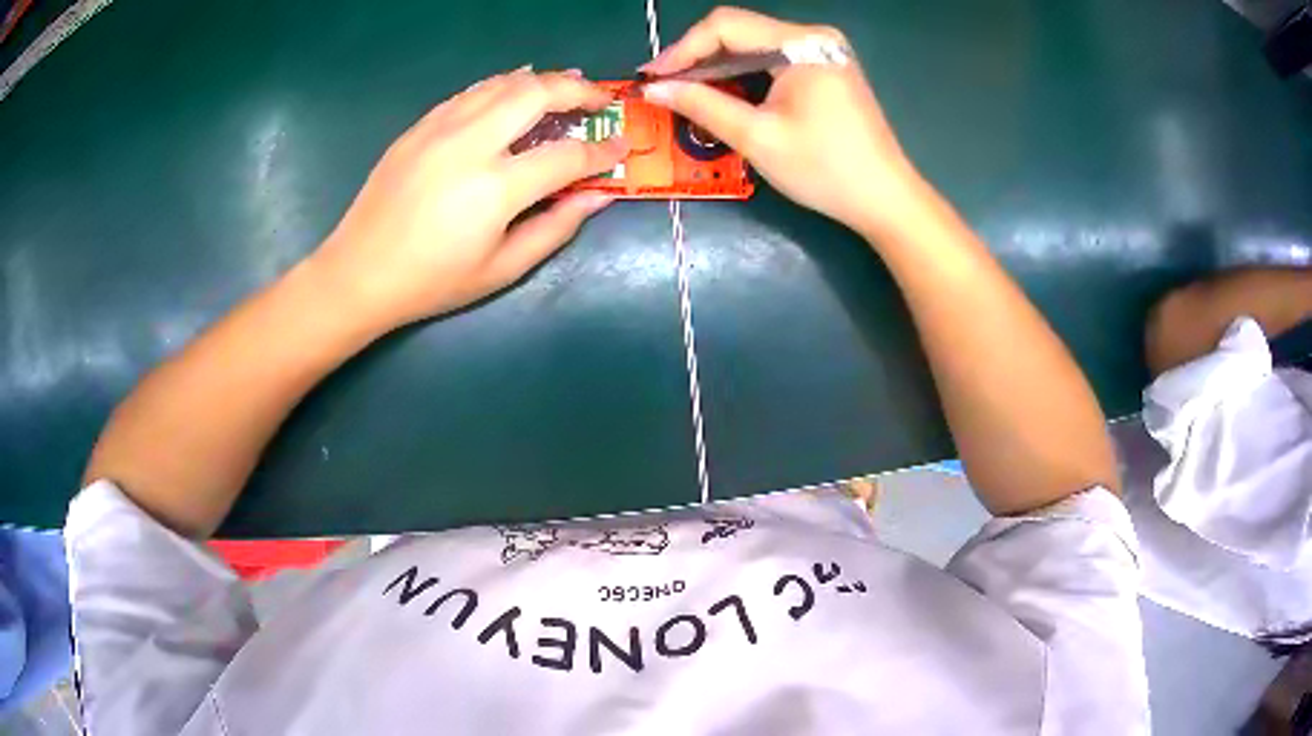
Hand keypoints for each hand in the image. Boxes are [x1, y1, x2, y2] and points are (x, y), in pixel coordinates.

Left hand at [307, 69, 629, 333]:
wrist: (359, 272)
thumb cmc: (432, 281)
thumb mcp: (502, 269)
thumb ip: (556, 227)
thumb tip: (599, 195)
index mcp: (495, 187)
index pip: (567, 155)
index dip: (603, 150)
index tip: (622, 146)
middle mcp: (470, 144)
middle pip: (538, 93)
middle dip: (580, 90)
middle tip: (602, 100)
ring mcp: (440, 128)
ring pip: (504, 82)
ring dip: (544, 80)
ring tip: (568, 86)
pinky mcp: (420, 126)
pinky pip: (471, 91)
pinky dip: (503, 85)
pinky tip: (516, 88)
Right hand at [641, 7, 920, 235]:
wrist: (885, 199)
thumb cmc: (825, 169)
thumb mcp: (757, 137)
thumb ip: (702, 105)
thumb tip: (654, 89)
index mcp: (802, 43)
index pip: (726, 25)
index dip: (682, 49)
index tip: (651, 78)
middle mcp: (814, 37)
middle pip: (739, 31)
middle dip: (697, 57)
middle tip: (664, 87)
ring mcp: (823, 52)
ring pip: (754, 46)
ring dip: (717, 67)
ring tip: (685, 93)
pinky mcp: (825, 69)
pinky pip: (772, 61)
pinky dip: (743, 75)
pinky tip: (723, 94)